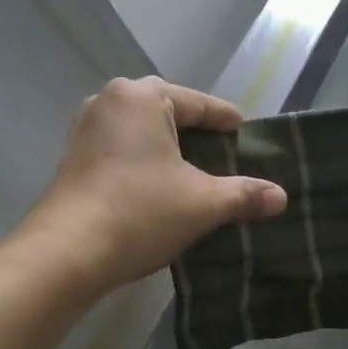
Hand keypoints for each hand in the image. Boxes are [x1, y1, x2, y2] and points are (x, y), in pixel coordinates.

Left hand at [23, 76, 286, 291]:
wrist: (66, 253)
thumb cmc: (140, 212)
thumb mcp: (202, 203)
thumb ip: (244, 194)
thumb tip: (281, 197)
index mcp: (142, 96)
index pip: (199, 104)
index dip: (227, 121)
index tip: (247, 135)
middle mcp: (109, 101)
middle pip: (168, 114)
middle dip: (197, 136)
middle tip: (225, 158)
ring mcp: (85, 129)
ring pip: (142, 134)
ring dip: (169, 152)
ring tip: (195, 175)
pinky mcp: (73, 159)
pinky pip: (121, 151)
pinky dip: (144, 165)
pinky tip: (159, 189)